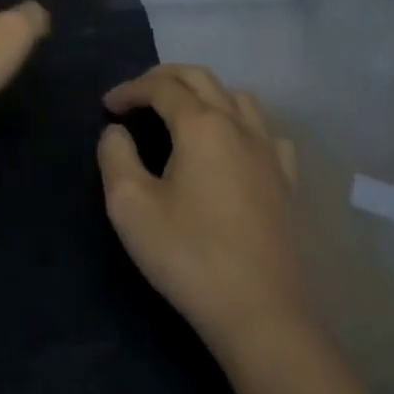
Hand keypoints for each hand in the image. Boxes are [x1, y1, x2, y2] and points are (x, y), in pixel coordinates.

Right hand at [98, 65, 306, 348]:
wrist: (262, 316)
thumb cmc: (190, 256)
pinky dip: (241, 123)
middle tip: (137, 95)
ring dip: (203, 92)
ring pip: (236, 97)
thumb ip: (115, 156)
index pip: (160, 87)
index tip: (107, 106)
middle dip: (164, 77)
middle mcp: (238, 125)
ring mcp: (268, 153)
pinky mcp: (286, 183)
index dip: (130, 89)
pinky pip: (265, 132)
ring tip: (181, 112)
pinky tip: (233, 144)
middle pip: (200, 78)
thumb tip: (117, 132)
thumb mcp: (130, 205)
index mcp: (201, 125)